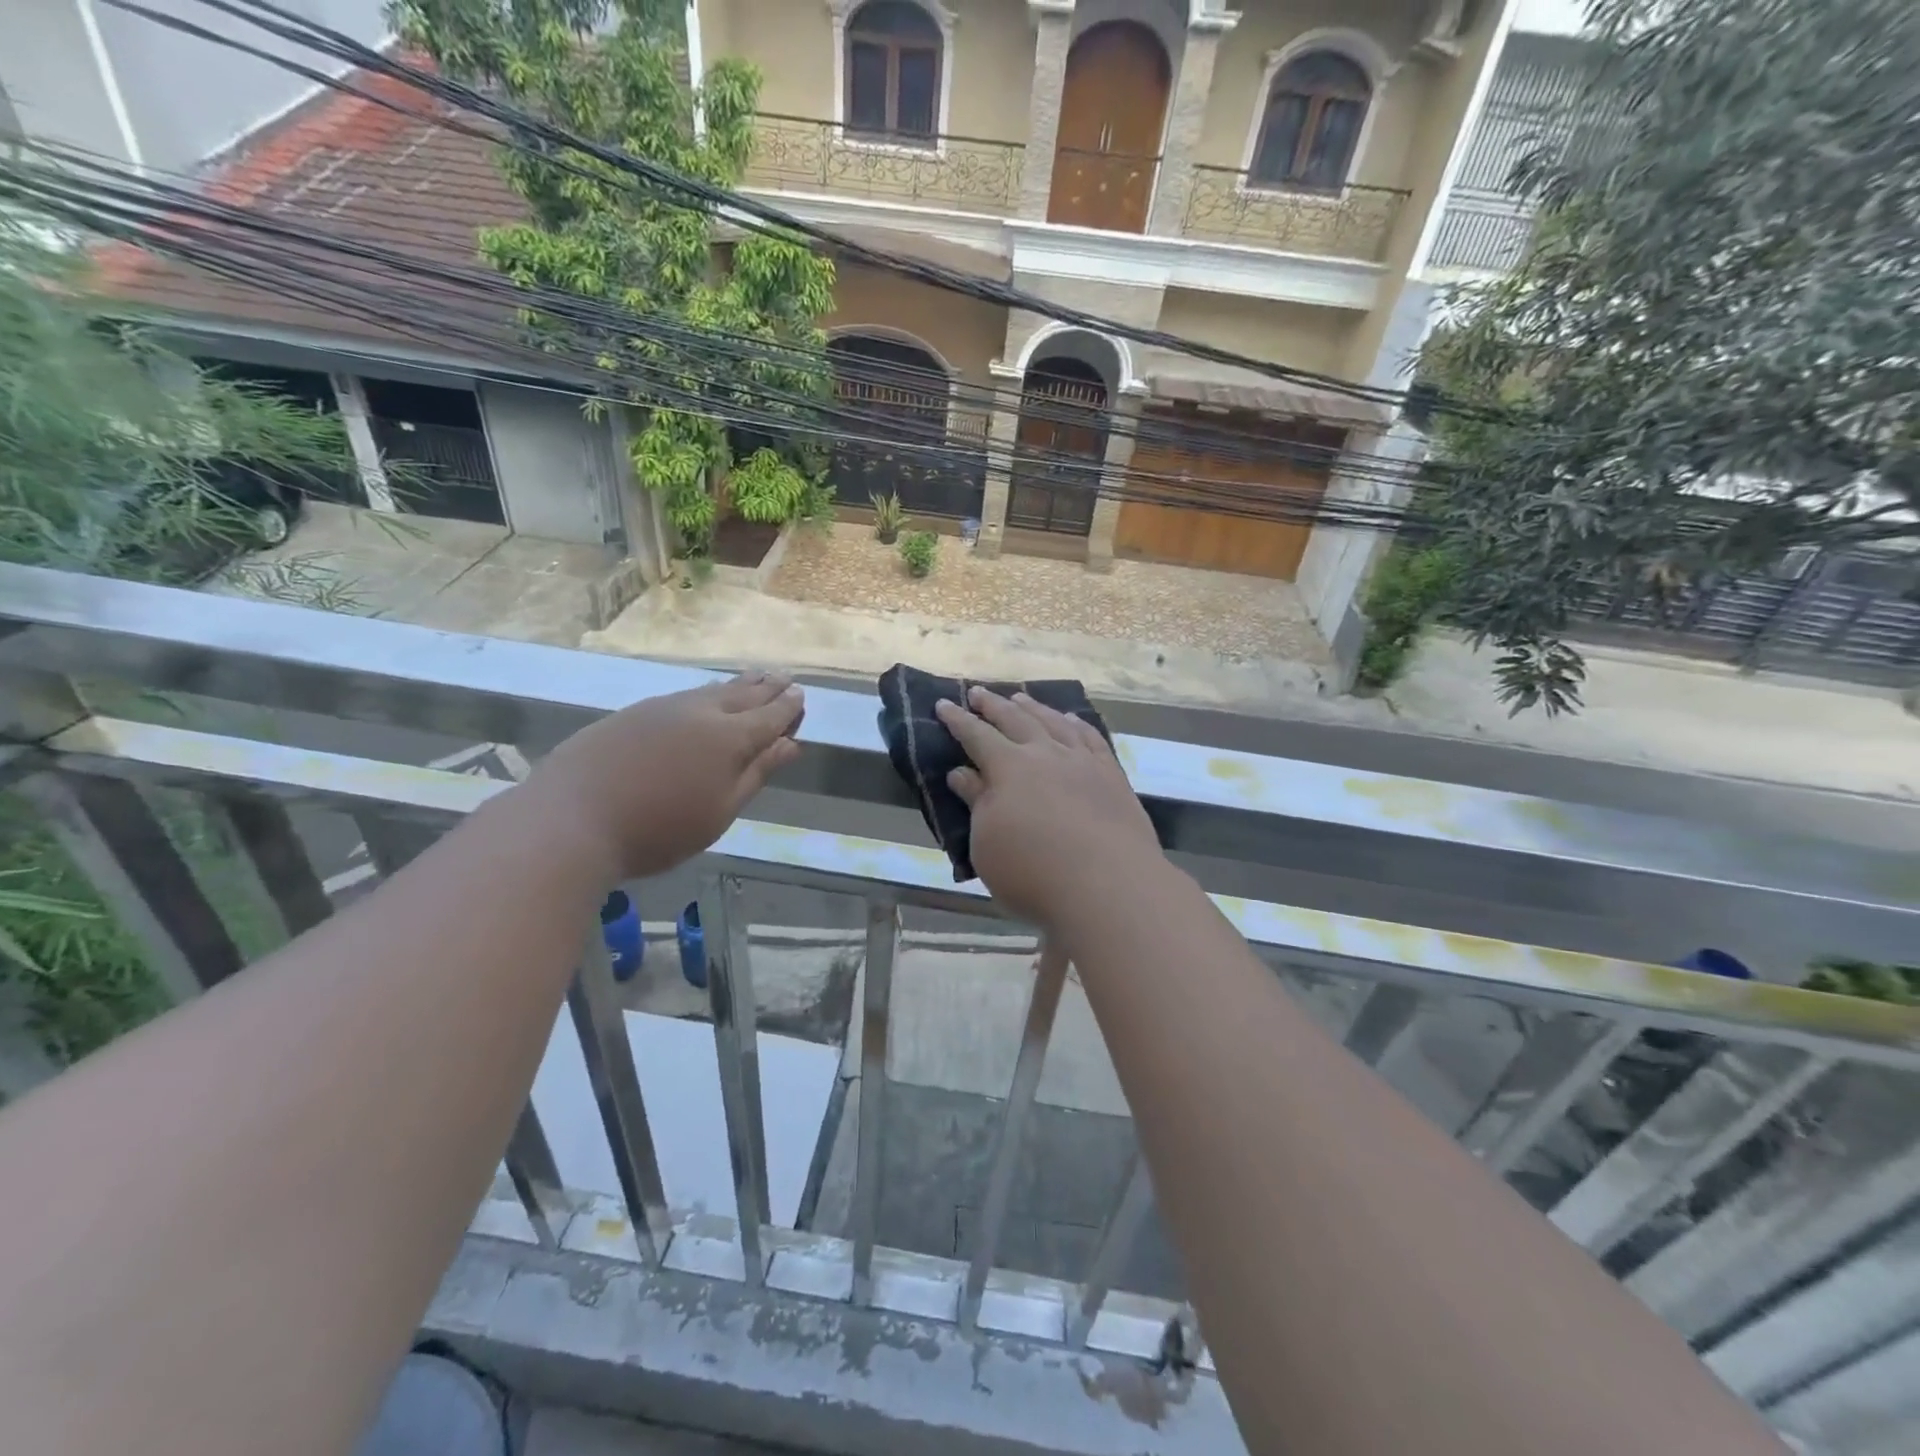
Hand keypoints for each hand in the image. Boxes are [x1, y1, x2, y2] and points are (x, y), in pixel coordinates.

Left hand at [534, 671, 804, 878]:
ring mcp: (664, 708)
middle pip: (743, 695)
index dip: (788, 707)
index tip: (801, 695)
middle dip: (768, 688)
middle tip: (785, 678)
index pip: (770, 716)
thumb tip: (790, 744)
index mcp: (729, 738)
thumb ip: (756, 774)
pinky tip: (706, 696)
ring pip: (712, 690)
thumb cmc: (658, 829)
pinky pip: (685, 695)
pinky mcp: (634, 713)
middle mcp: (701, 713)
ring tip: (755, 678)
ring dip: (739, 685)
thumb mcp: (719, 812)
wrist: (571, 818)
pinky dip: (707, 692)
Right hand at [935, 687, 1162, 926]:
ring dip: (1033, 707)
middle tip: (977, 692)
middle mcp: (1045, 753)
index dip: (958, 720)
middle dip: (993, 705)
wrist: (1109, 886)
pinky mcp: (1112, 776)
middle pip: (1015, 720)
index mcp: (1008, 767)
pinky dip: (1076, 724)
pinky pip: (1091, 738)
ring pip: (1054, 722)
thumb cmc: (1033, 873)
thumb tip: (962, 773)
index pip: (976, 735)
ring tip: (1020, 697)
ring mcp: (1082, 761)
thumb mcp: (986, 844)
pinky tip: (1072, 720)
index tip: (943, 704)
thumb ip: (976, 803)